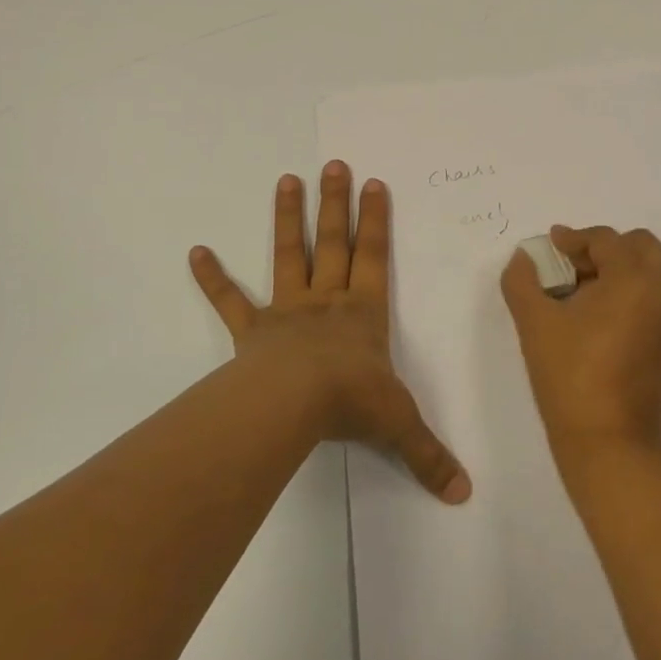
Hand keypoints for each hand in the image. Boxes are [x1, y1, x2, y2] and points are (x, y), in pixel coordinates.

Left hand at [190, 162, 471, 504]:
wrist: (294, 404)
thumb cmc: (351, 402)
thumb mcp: (399, 427)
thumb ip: (429, 456)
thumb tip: (465, 495)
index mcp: (363, 313)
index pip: (375, 256)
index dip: (376, 220)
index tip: (374, 183)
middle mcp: (326, 301)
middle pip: (334, 242)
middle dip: (335, 204)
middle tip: (333, 164)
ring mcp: (286, 311)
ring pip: (289, 255)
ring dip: (287, 219)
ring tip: (286, 179)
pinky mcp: (252, 330)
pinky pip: (230, 300)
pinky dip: (212, 277)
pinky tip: (195, 251)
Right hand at [500, 225, 660, 461]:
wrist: (608, 441)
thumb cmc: (570, 374)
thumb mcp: (534, 322)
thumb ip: (522, 280)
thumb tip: (524, 257)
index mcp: (635, 279)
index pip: (606, 240)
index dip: (573, 239)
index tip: (549, 248)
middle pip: (640, 247)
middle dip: (605, 249)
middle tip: (570, 267)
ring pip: (651, 273)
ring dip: (619, 270)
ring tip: (581, 294)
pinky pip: (656, 300)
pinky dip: (632, 294)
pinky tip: (599, 319)